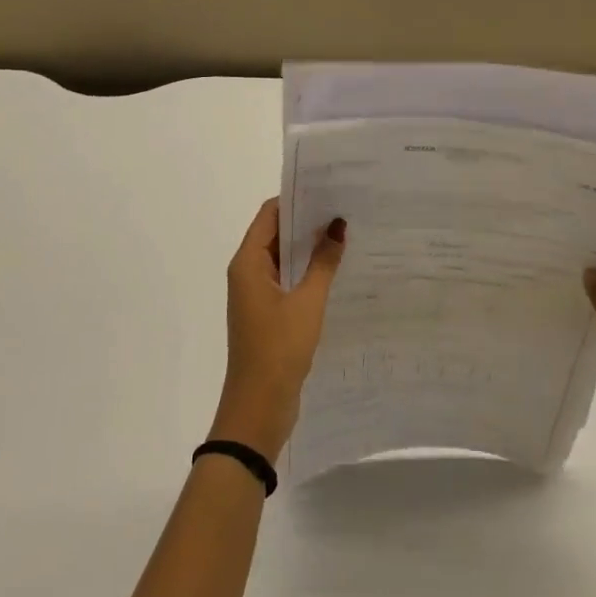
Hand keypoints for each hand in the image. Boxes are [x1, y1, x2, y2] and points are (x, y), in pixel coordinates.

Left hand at [209, 198, 346, 458]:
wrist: (258, 408)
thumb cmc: (279, 349)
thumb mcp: (307, 302)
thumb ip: (323, 262)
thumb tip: (337, 225)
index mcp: (248, 263)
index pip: (270, 214)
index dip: (296, 198)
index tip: (329, 188)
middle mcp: (248, 272)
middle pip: (276, 233)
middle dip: (307, 220)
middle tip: (345, 207)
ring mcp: (257, 294)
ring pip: (284, 258)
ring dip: (309, 247)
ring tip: (347, 232)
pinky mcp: (268, 313)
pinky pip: (288, 280)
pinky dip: (308, 271)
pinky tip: (337, 269)